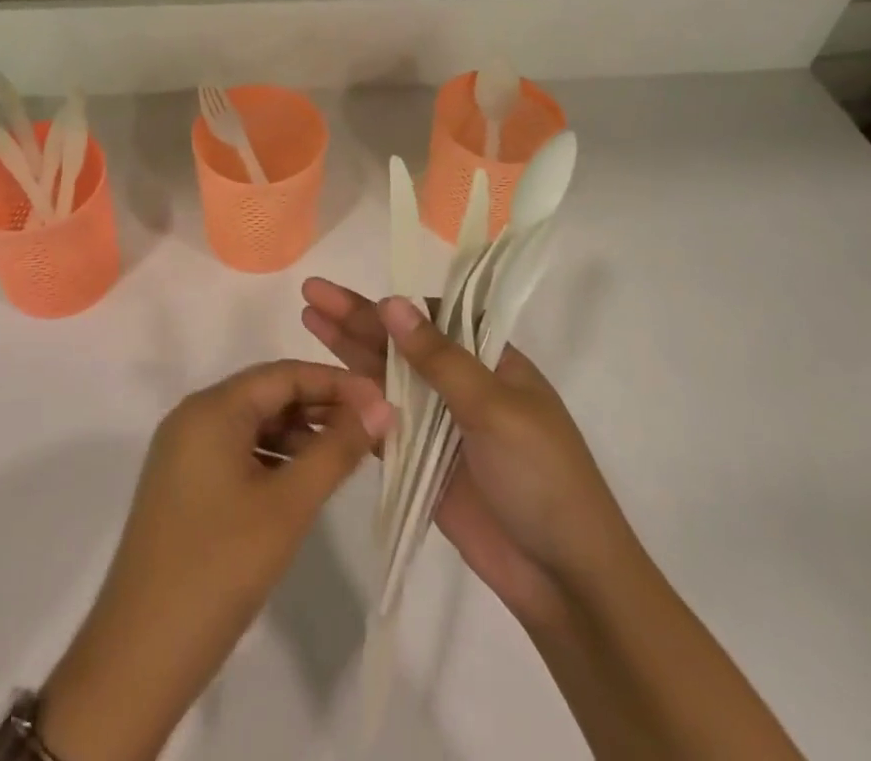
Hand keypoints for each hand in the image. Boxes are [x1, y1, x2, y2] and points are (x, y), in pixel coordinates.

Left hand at [41, 360, 392, 760]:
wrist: (138, 658)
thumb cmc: (218, 568)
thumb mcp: (287, 506)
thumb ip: (337, 451)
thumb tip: (381, 407)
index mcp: (211, 409)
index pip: (284, 374)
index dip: (336, 383)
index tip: (382, 401)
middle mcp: (193, 416)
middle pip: (268, 394)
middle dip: (321, 407)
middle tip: (372, 429)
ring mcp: (183, 451)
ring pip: (253, 424)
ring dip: (300, 434)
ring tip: (346, 455)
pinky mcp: (182, 484)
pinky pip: (237, 451)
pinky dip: (273, 457)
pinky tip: (303, 481)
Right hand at [301, 278, 634, 632]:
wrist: (563, 577)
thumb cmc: (541, 477)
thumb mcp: (494, 407)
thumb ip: (438, 358)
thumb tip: (391, 301)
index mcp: (489, 360)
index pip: (431, 317)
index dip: (389, 304)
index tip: (348, 295)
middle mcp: (460, 384)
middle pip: (399, 343)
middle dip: (356, 318)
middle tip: (311, 292)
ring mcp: (439, 424)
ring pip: (384, 378)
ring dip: (347, 351)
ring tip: (307, 320)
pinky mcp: (421, 463)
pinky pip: (381, 424)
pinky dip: (353, 404)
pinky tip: (322, 383)